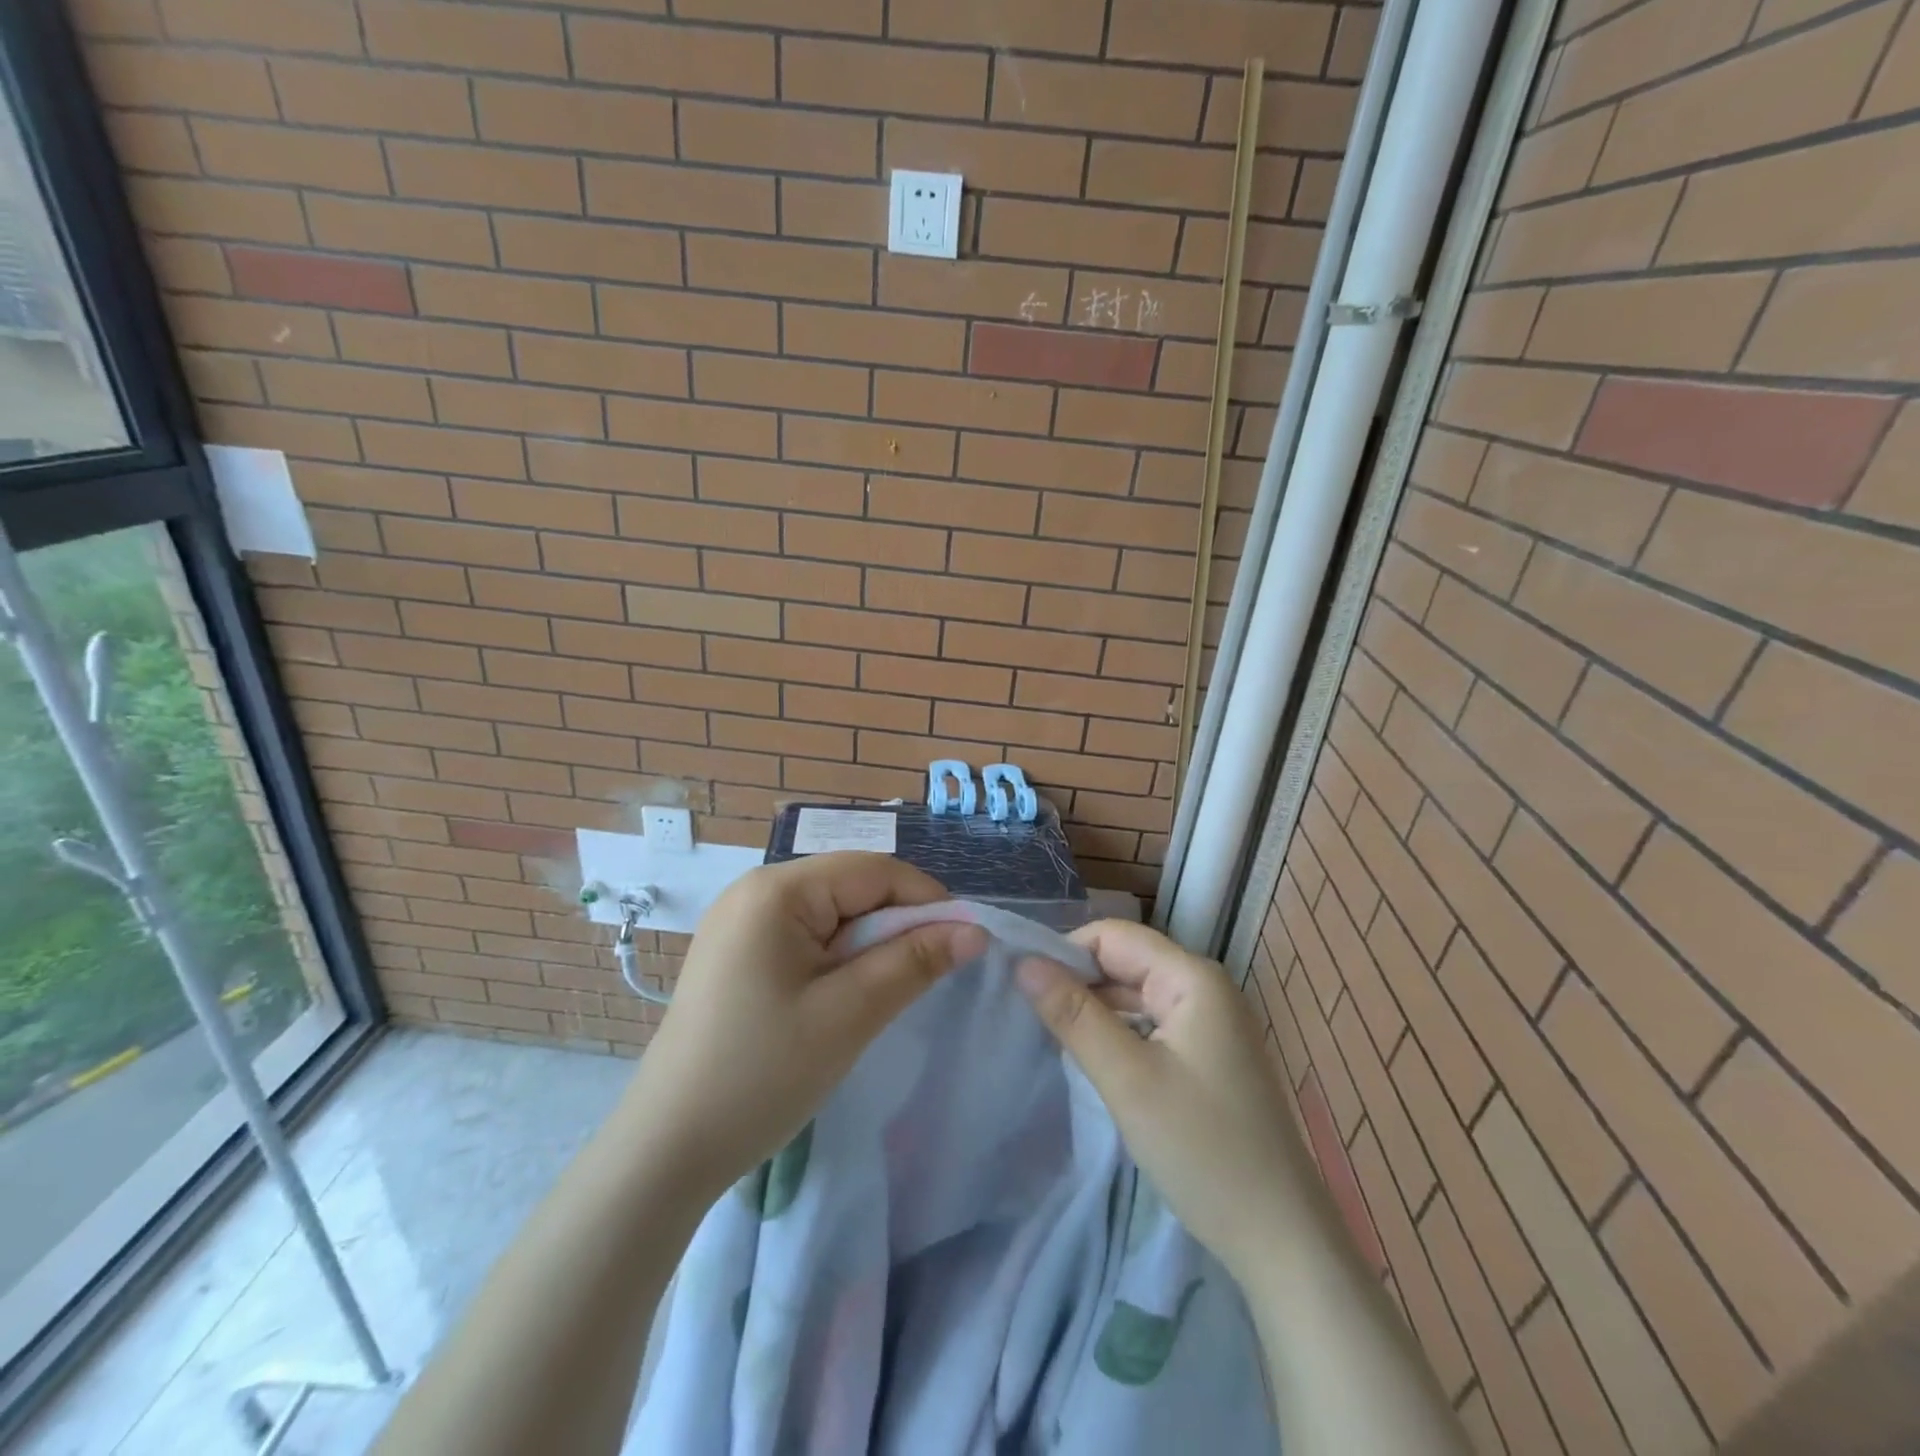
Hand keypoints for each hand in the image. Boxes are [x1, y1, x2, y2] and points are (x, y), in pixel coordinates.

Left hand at [623, 853, 985, 1202]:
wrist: (667, 1149)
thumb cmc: (761, 1074)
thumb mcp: (849, 1014)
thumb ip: (914, 961)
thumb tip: (975, 931)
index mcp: (776, 890)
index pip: (872, 870)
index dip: (925, 900)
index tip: (962, 944)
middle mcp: (754, 890)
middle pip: (850, 887)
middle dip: (894, 925)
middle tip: (921, 978)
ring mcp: (740, 920)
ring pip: (831, 914)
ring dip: (867, 946)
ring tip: (879, 994)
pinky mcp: (736, 951)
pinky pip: (805, 935)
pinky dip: (837, 959)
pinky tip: (841, 997)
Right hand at [1016, 920, 1317, 1284]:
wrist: (1282, 1242)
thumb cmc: (1203, 1150)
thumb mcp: (1128, 1079)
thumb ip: (1074, 1015)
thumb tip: (1024, 961)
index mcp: (1192, 978)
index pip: (1112, 936)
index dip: (1065, 953)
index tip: (1023, 988)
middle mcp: (1204, 988)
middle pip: (1125, 961)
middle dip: (1077, 982)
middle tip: (1028, 1017)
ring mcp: (1210, 1023)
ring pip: (1135, 995)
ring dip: (1094, 1010)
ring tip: (1050, 1037)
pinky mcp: (1208, 1056)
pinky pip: (1151, 1025)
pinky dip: (1118, 1034)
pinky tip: (1092, 1059)